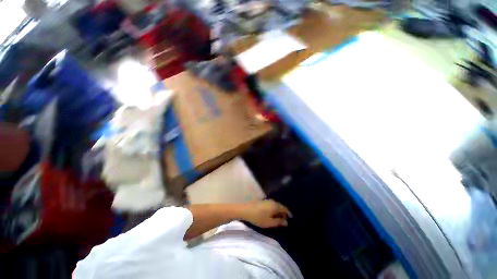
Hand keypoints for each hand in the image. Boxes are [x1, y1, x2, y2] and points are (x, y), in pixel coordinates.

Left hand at [243, 200, 291, 227]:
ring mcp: (267, 200)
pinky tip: (272, 214)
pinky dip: (274, 209)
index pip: (285, 208)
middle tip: (285, 220)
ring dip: (279, 211)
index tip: (291, 218)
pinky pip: (272, 205)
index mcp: (275, 206)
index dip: (289, 213)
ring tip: (279, 218)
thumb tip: (286, 222)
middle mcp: (273, 201)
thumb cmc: (258, 217)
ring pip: (276, 205)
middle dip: (284, 212)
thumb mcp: (269, 222)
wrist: (246, 210)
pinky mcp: (263, 201)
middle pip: (281, 206)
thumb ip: (278, 222)